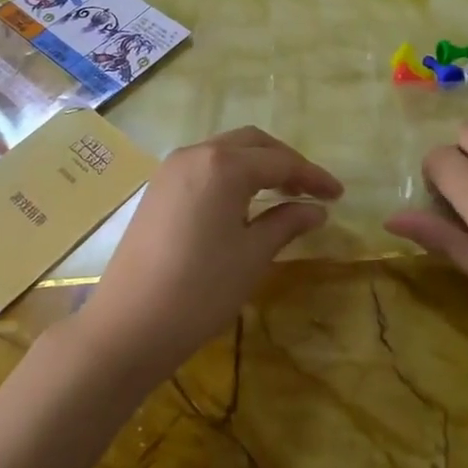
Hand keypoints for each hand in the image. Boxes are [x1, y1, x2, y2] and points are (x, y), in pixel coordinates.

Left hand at [76, 127, 341, 382]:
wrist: (128, 325)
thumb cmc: (199, 290)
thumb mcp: (252, 256)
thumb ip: (286, 223)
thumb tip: (316, 210)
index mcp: (222, 164)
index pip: (279, 161)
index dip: (312, 176)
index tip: (339, 195)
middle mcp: (195, 153)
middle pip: (251, 143)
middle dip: (285, 162)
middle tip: (312, 190)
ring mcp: (171, 169)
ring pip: (225, 151)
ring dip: (257, 165)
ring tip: (284, 194)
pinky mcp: (158, 188)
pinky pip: (204, 167)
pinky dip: (231, 175)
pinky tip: (244, 202)